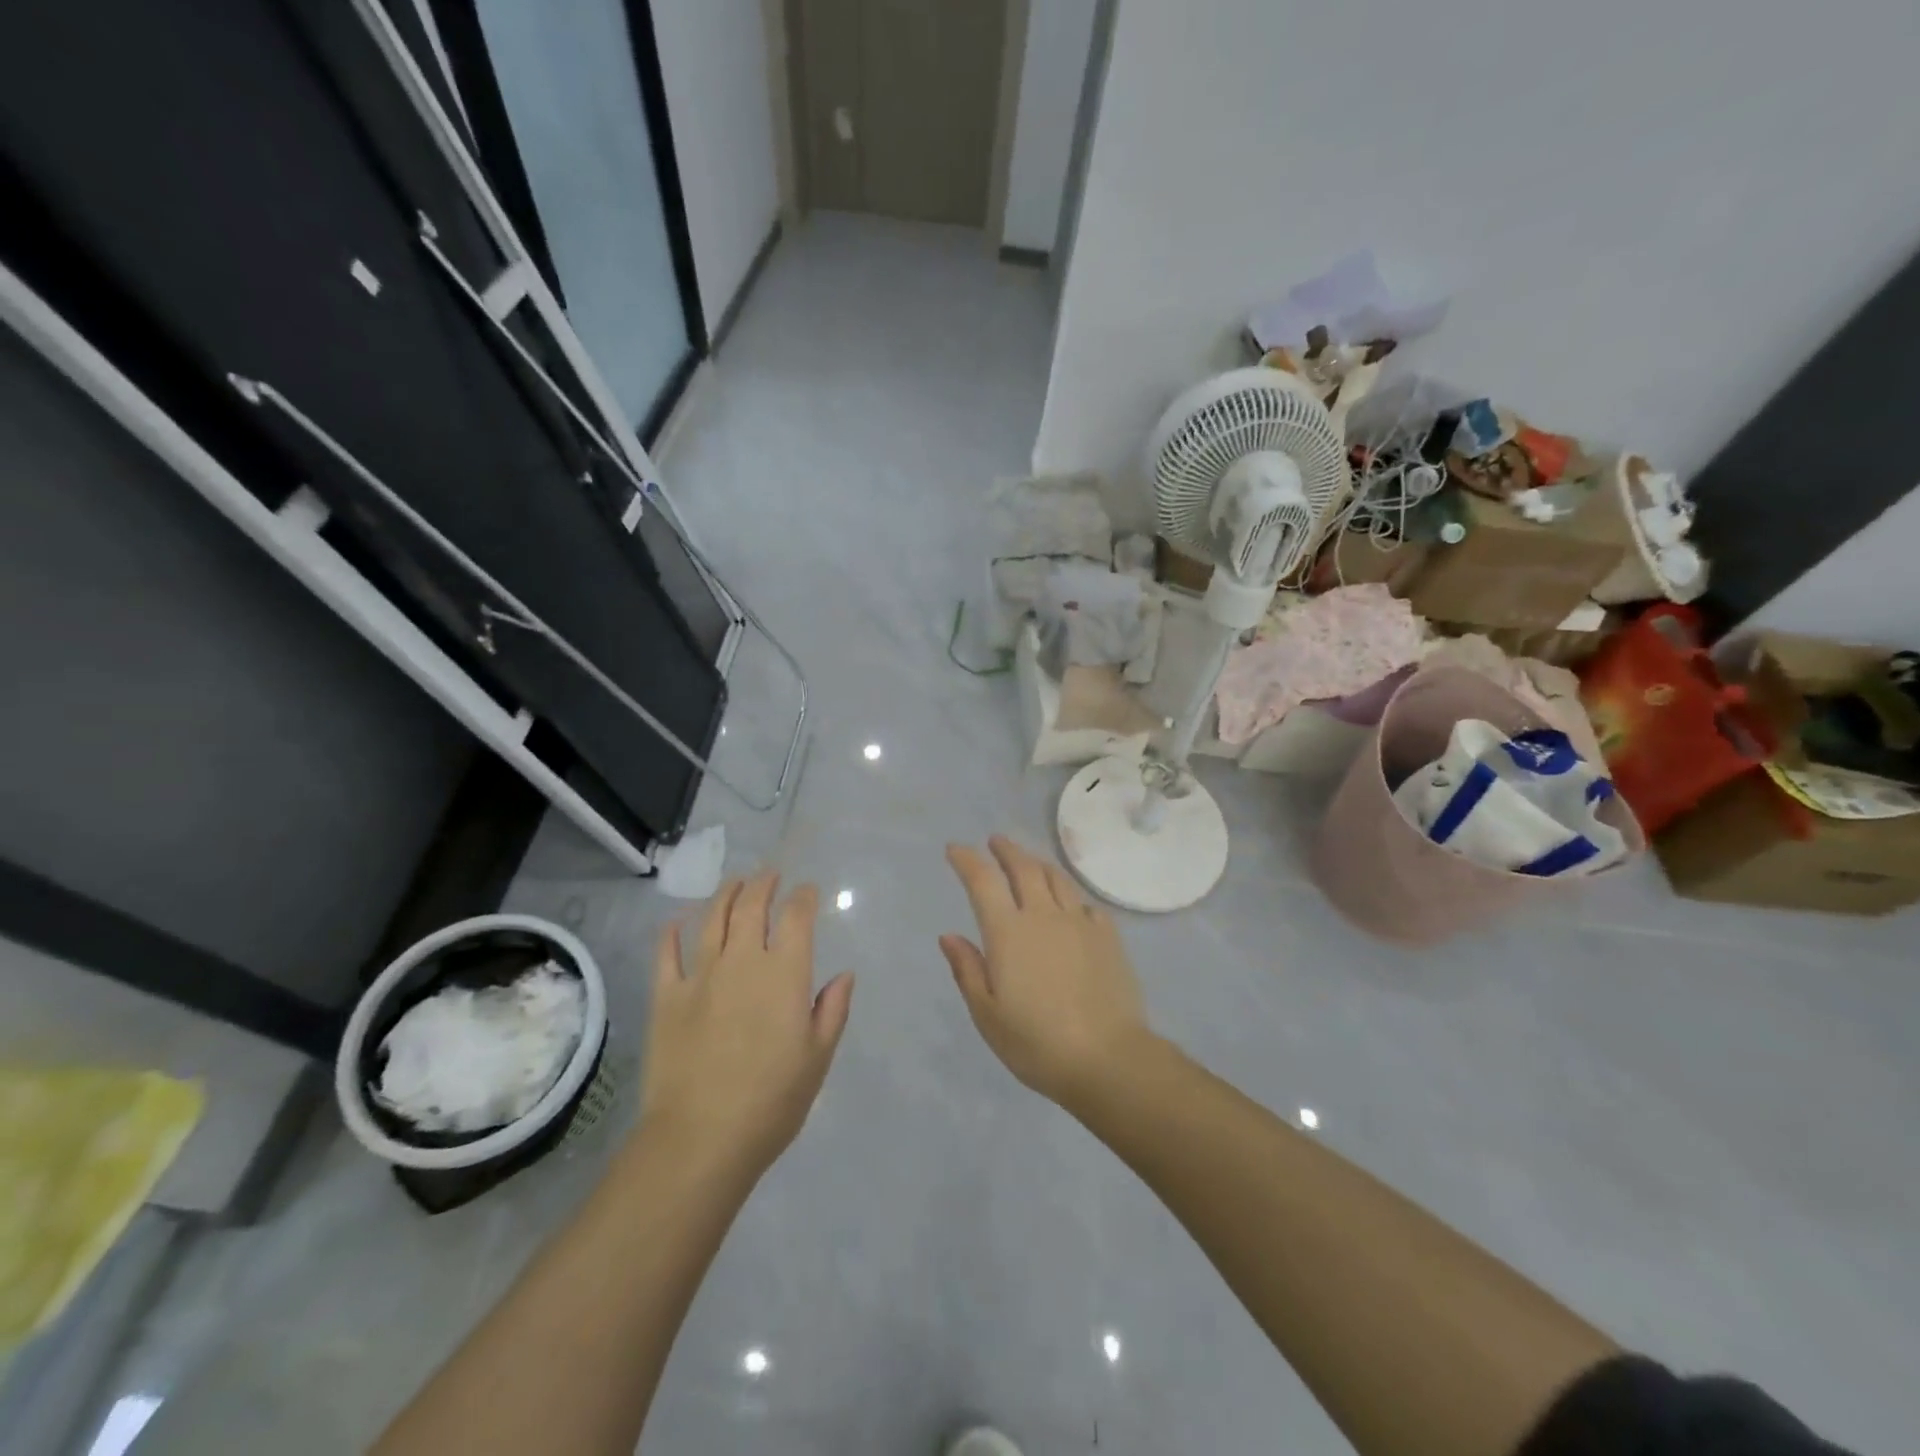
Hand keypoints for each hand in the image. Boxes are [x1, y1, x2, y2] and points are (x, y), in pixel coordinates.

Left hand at [637, 873, 853, 1177]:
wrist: (700, 1138)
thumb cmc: (772, 1101)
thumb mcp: (818, 1058)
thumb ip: (832, 1010)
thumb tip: (844, 974)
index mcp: (785, 974)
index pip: (797, 918)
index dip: (803, 898)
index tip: (807, 891)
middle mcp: (743, 961)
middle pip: (752, 907)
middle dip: (763, 884)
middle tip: (769, 875)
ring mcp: (700, 976)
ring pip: (712, 920)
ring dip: (725, 895)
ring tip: (734, 884)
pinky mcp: (666, 997)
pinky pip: (667, 955)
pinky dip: (671, 934)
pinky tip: (675, 922)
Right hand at [940, 836, 1152, 1106]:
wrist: (1108, 1057)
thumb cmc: (1036, 1042)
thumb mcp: (988, 1015)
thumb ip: (968, 970)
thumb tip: (950, 935)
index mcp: (1008, 932)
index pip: (983, 881)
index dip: (967, 860)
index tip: (955, 849)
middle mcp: (1043, 915)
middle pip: (1023, 868)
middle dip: (1005, 850)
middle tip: (995, 841)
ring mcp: (1079, 922)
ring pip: (1056, 878)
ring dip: (1037, 863)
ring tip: (1029, 861)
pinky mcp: (1107, 936)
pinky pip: (1084, 903)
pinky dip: (1069, 895)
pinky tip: (1069, 904)